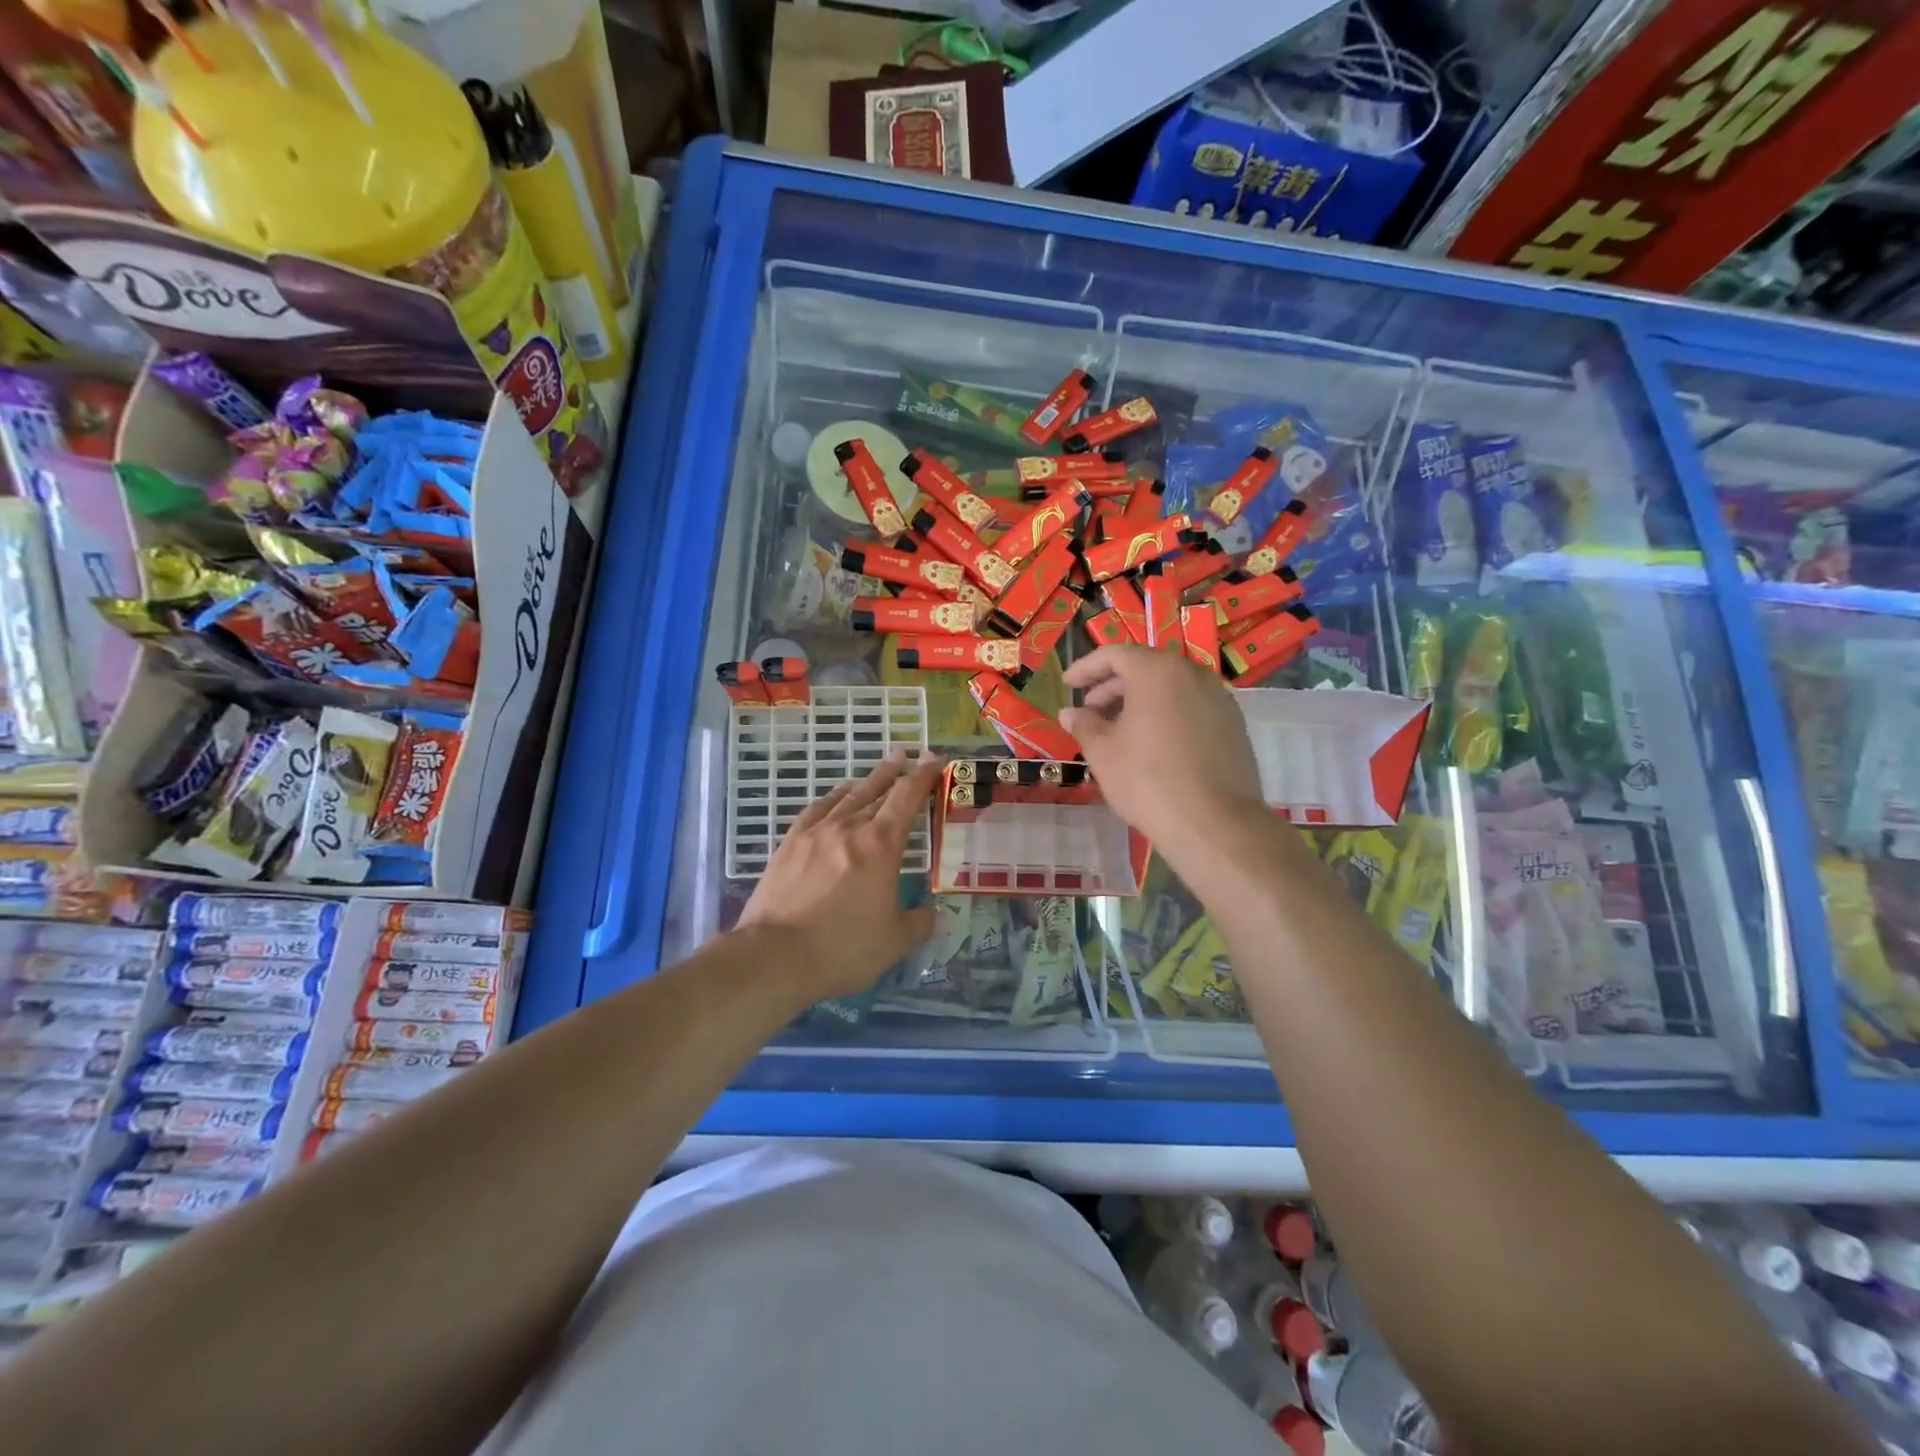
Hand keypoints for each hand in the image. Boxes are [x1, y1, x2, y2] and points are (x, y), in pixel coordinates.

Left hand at [736, 752, 941, 999]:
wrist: (774, 956)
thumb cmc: (842, 948)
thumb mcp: (894, 942)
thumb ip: (920, 923)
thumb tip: (935, 915)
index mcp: (881, 845)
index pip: (907, 798)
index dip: (924, 776)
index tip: (936, 761)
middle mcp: (849, 828)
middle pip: (877, 790)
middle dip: (897, 772)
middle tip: (908, 756)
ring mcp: (815, 833)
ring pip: (847, 797)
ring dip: (867, 781)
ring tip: (879, 771)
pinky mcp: (789, 844)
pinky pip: (816, 810)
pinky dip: (832, 798)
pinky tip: (836, 797)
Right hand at [1061, 646, 1267, 855]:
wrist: (1214, 823)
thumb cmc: (1148, 780)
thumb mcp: (1103, 752)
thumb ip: (1084, 724)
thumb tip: (1070, 713)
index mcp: (1158, 671)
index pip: (1115, 654)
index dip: (1086, 667)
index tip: (1068, 684)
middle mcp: (1193, 674)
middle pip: (1146, 668)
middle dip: (1113, 686)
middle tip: (1090, 711)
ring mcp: (1219, 698)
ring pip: (1171, 687)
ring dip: (1140, 701)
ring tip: (1118, 730)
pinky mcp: (1233, 725)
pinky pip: (1191, 707)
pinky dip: (1166, 714)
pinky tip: (1153, 744)